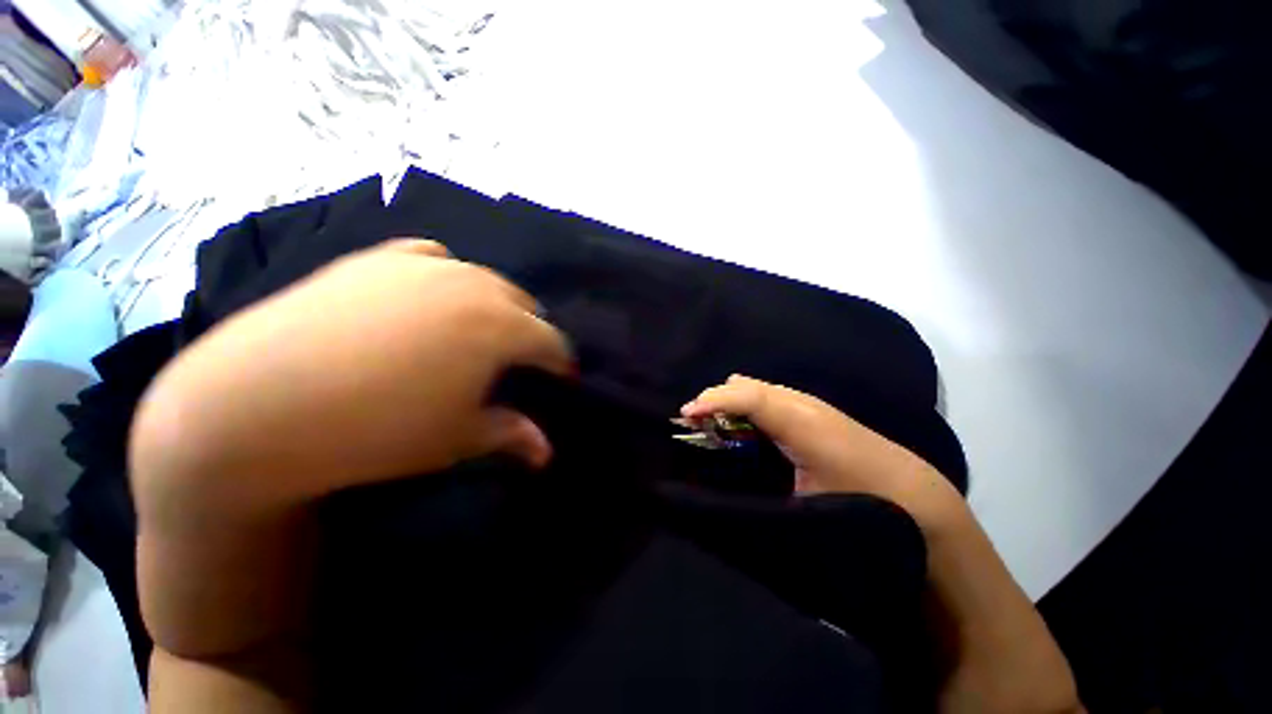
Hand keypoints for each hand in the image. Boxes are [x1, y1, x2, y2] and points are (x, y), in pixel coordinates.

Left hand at [131, 239, 572, 520]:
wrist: (253, 405)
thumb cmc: (375, 432)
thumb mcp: (457, 439)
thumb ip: (512, 436)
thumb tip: (548, 452)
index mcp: (499, 327)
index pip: (551, 342)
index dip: (560, 363)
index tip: (561, 380)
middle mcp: (473, 285)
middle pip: (523, 305)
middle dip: (531, 332)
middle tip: (521, 360)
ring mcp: (424, 264)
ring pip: (484, 279)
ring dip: (494, 305)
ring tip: (479, 331)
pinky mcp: (379, 257)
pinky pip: (433, 258)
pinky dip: (447, 277)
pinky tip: (431, 298)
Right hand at [683, 375, 962, 531]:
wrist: (915, 501)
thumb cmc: (859, 502)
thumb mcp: (805, 504)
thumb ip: (760, 487)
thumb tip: (718, 482)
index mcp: (801, 419)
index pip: (747, 394)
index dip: (712, 400)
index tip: (684, 416)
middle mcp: (801, 402)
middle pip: (746, 385)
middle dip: (715, 399)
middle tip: (691, 423)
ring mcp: (807, 404)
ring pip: (754, 389)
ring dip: (727, 402)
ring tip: (708, 424)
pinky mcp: (809, 413)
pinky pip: (765, 399)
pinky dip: (743, 407)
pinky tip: (737, 427)